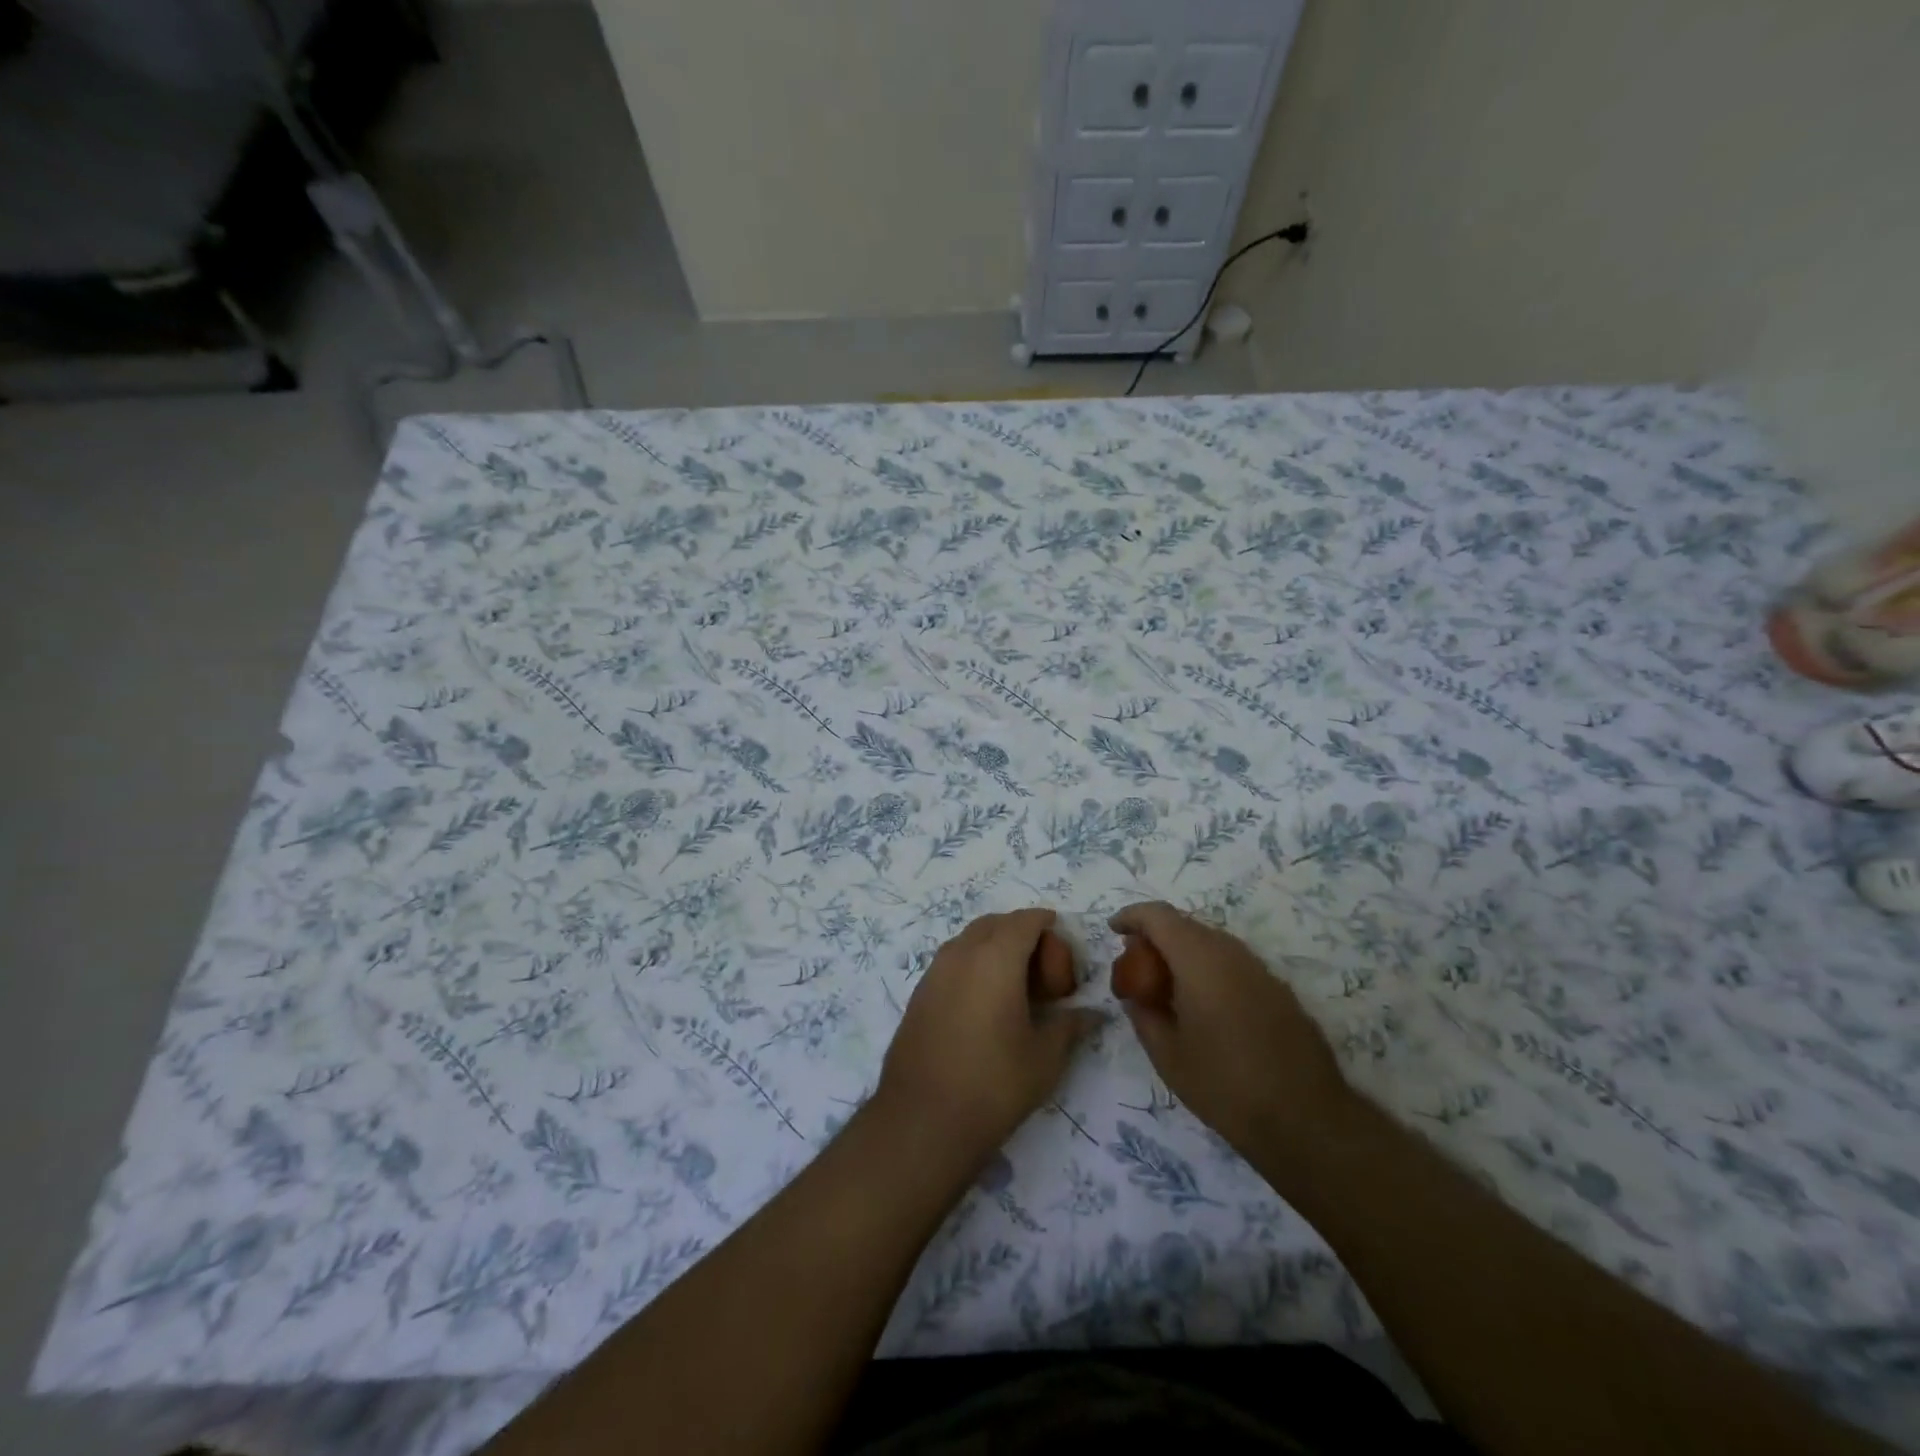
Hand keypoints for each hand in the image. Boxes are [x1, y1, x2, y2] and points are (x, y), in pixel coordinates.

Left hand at [878, 908, 1102, 1166]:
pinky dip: (973, 964)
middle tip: (1043, 972)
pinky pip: (952, 960)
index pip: (1025, 921)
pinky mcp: (919, 993)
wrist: (922, 1118)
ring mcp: (935, 971)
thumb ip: (1070, 1026)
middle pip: (995, 923)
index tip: (1062, 945)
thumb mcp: (1044, 1057)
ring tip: (1015, 986)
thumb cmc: (993, 1083)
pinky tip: (985, 1003)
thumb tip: (1093, 1014)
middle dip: (1021, 934)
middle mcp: (961, 953)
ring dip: (995, 947)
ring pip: (970, 939)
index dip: (1047, 925)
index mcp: (996, 958)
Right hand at [1109, 901, 1354, 1166]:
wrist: (1308, 1121)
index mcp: (1199, 960)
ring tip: (1166, 987)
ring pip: (1212, 942)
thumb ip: (1144, 1015)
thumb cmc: (1226, 1086)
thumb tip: (1136, 996)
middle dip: (1156, 937)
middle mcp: (1231, 953)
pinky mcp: (1279, 990)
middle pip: (1186, 925)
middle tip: (1136, 966)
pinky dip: (1209, 969)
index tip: (1113, 930)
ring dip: (1183, 953)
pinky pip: (1233, 963)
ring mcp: (1260, 970)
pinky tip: (1204, 1005)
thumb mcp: (1168, 1056)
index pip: (1159, 916)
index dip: (1132, 916)